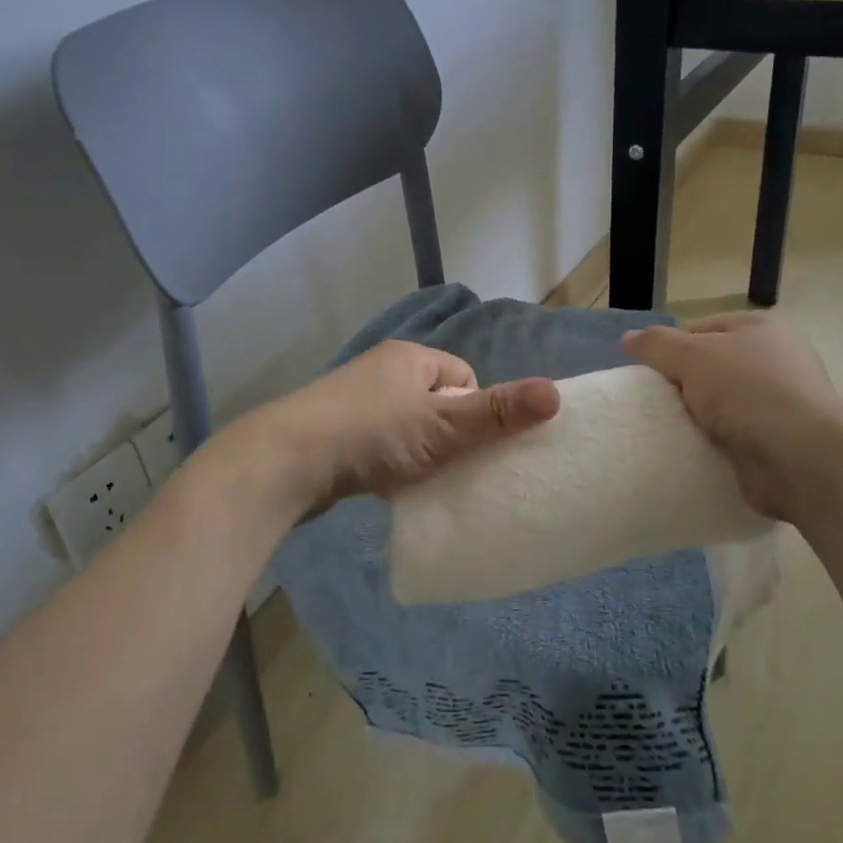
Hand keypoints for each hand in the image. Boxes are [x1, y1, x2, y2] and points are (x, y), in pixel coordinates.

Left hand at [235, 341, 559, 522]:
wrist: (285, 462)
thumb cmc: (371, 434)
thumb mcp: (442, 424)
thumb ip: (498, 412)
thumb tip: (556, 393)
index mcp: (409, 357)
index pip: (463, 376)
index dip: (477, 410)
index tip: (473, 445)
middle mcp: (382, 370)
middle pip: (436, 402)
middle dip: (450, 433)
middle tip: (453, 467)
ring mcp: (354, 401)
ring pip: (408, 425)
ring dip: (420, 451)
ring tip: (423, 480)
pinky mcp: (335, 432)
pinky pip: (380, 443)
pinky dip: (391, 462)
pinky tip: (390, 485)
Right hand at [621, 311, 842, 522]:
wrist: (802, 459)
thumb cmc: (748, 392)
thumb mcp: (693, 356)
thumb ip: (656, 345)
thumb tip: (627, 340)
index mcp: (760, 329)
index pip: (701, 329)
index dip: (671, 348)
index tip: (649, 374)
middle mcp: (774, 361)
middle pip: (709, 367)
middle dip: (681, 385)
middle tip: (654, 404)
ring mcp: (778, 404)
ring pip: (718, 405)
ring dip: (695, 417)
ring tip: (667, 430)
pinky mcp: (776, 442)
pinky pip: (730, 436)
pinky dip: (711, 443)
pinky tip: (691, 450)